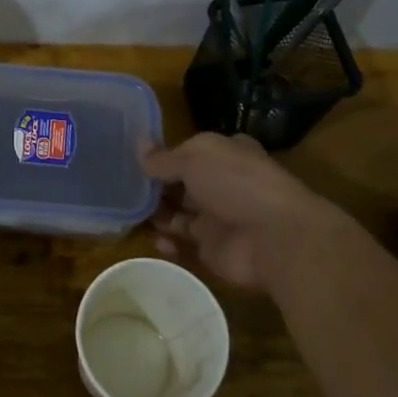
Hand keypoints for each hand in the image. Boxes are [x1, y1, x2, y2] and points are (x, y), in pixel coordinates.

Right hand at [143, 132, 358, 292]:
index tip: (132, 159)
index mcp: (224, 155)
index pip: (189, 152)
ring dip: (157, 215)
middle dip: (154, 187)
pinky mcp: (213, 250)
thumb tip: (138, 145)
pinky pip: (184, 246)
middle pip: (181, 184)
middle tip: (122, 188)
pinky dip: (168, 244)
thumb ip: (163, 158)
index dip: (163, 155)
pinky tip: (157, 240)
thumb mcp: (195, 158)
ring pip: (179, 215)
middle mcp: (222, 185)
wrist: (275, 238)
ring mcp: (218, 219)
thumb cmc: (236, 183)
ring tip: (130, 214)